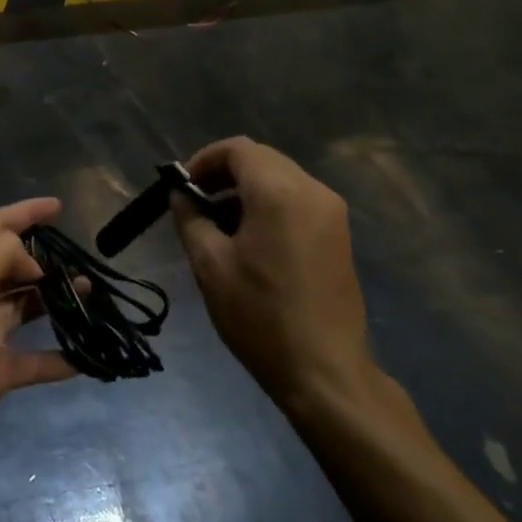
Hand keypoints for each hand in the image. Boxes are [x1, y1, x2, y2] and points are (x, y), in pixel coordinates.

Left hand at [0, 199, 78, 469]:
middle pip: (10, 265)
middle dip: (44, 259)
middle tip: (82, 258)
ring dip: (55, 300)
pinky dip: (59, 357)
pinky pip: (32, 359)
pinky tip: (87, 354)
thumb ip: (4, 251)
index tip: (59, 206)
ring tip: (91, 293)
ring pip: (24, 308)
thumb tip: (30, 265)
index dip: (25, 212)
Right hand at [170, 137, 376, 421]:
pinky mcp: (339, 234)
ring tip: (219, 225)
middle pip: (261, 159)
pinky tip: (251, 240)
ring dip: (246, 189)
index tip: (183, 187)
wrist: (324, 372)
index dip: (205, 160)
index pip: (237, 149)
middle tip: (196, 204)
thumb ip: (190, 217)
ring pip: (280, 178)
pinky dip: (269, 204)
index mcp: (279, 192)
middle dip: (224, 173)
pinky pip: (297, 199)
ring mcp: (332, 213)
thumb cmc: (259, 315)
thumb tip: (182, 195)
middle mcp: (312, 191)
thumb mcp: (209, 264)